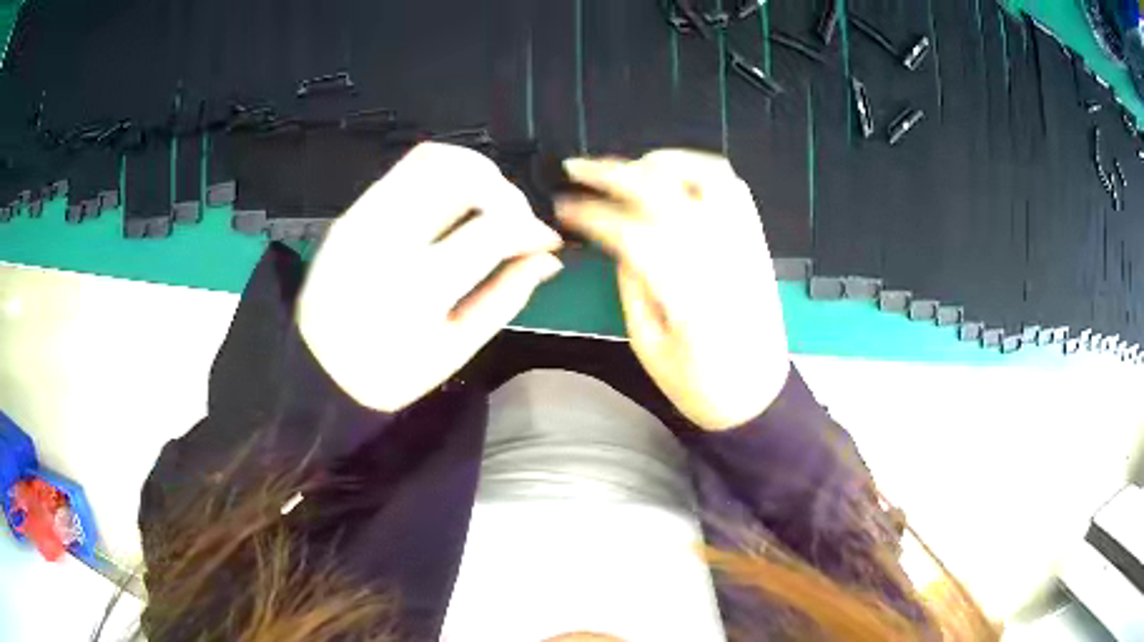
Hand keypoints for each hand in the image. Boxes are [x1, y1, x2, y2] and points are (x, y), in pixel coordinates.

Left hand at [297, 143, 562, 411]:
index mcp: (418, 286)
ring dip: (475, 170)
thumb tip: (547, 258)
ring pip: (432, 158)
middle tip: (516, 221)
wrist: (315, 369)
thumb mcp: (455, 350)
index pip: (493, 229)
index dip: (532, 228)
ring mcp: (363, 217)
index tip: (547, 240)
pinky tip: (451, 202)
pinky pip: (404, 170)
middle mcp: (388, 238)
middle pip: (464, 175)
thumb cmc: (388, 373)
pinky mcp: (351, 211)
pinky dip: (441, 173)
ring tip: (488, 204)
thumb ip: (505, 298)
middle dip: (507, 192)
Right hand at [557, 150, 788, 430]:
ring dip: (661, 161)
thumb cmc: (700, 385)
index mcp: (689, 295)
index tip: (563, 206)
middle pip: (665, 194)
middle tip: (578, 167)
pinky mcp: (758, 242)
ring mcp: (745, 245)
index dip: (592, 214)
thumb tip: (617, 239)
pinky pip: (735, 188)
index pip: (632, 233)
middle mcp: (721, 258)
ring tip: (627, 166)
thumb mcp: (649, 345)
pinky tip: (673, 174)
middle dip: (614, 174)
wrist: (759, 397)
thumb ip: (632, 284)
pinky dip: (700, 169)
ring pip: (706, 177)